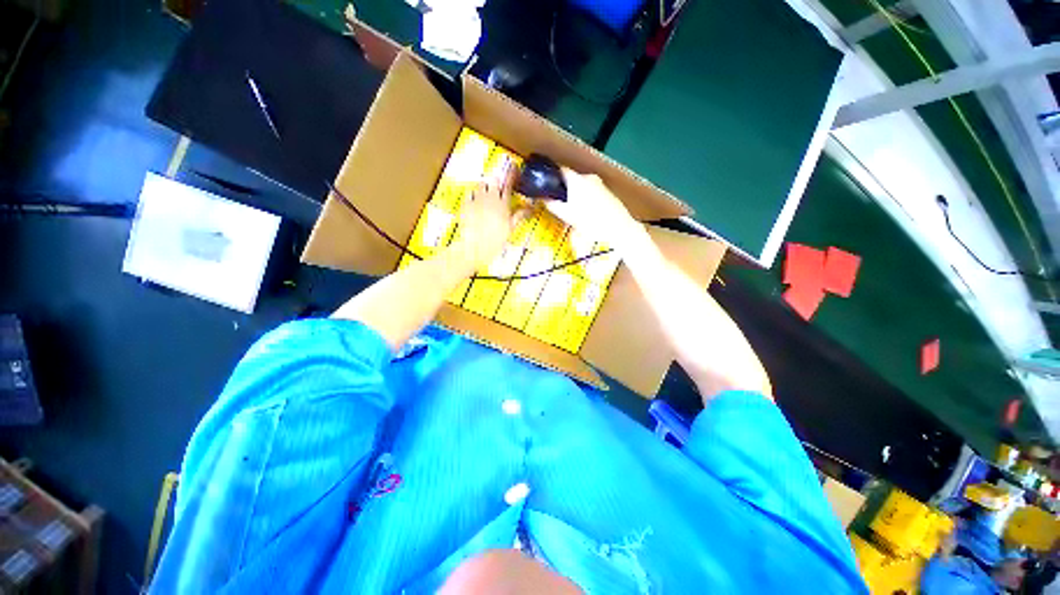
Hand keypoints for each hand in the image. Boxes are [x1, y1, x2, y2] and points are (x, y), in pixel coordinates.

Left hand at [449, 173, 520, 271]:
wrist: (475, 247)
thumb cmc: (495, 240)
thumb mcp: (510, 229)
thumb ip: (520, 215)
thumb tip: (531, 208)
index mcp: (503, 204)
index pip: (509, 185)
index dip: (511, 174)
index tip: (514, 166)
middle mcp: (490, 198)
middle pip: (494, 181)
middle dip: (496, 180)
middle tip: (498, 184)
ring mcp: (477, 200)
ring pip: (481, 184)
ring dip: (484, 186)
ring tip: (486, 192)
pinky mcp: (466, 204)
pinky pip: (469, 193)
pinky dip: (472, 194)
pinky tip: (474, 199)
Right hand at [546, 168, 638, 248]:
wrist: (619, 228)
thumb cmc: (590, 221)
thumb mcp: (567, 215)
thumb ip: (553, 205)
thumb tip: (543, 198)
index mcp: (577, 180)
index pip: (560, 170)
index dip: (552, 177)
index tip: (546, 186)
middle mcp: (589, 178)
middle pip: (572, 179)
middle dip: (564, 190)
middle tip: (558, 203)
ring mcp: (600, 184)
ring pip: (582, 187)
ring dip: (575, 196)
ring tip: (572, 212)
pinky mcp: (608, 193)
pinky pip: (592, 193)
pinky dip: (586, 200)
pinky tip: (586, 214)